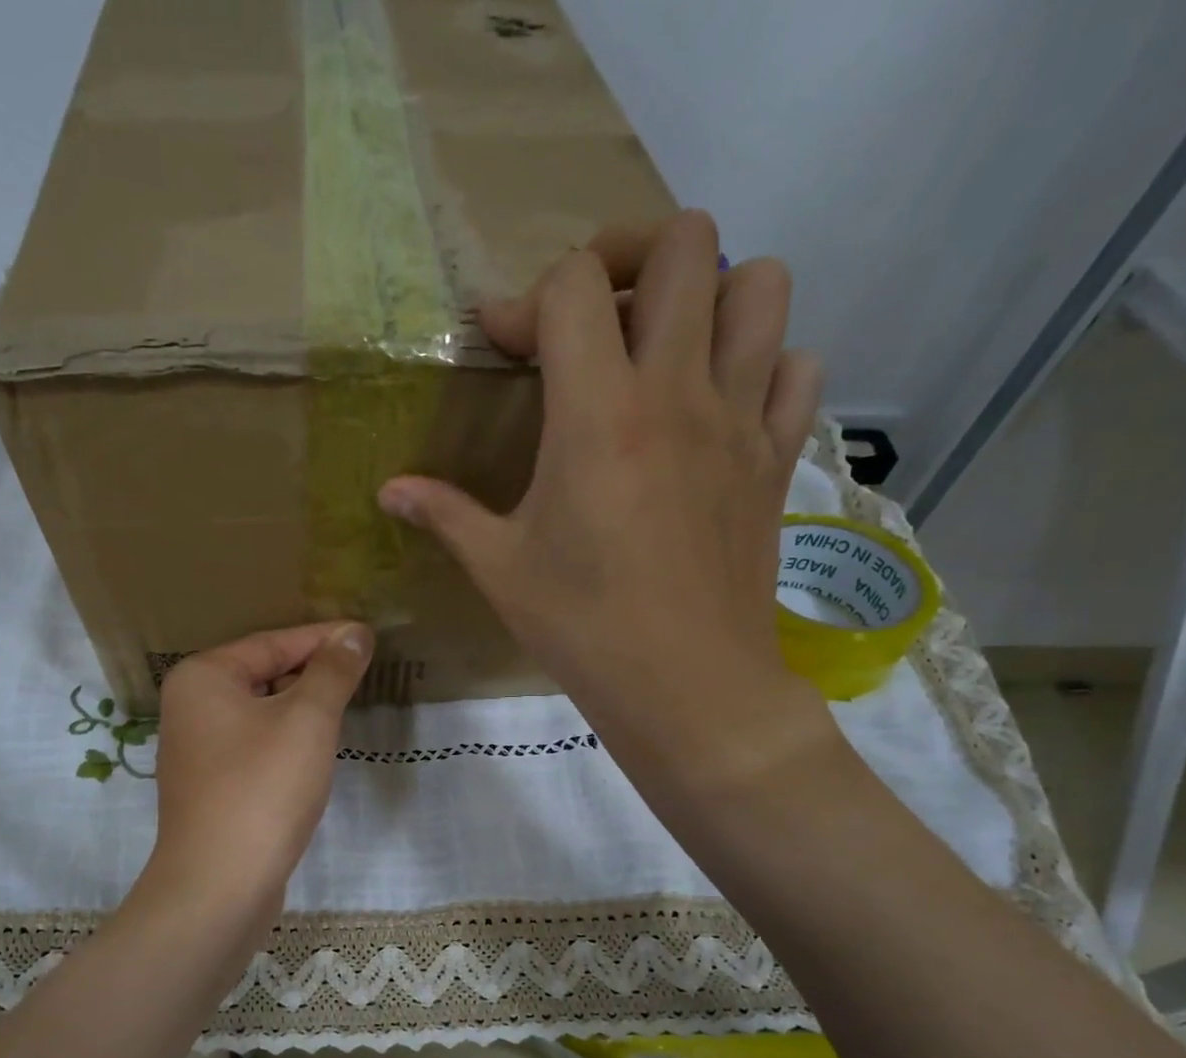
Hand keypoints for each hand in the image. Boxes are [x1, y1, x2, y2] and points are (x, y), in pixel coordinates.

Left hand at [144, 622, 372, 932]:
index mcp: (203, 677)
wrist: (220, 884)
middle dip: (314, 672)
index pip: (273, 642)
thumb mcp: (308, 720)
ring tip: (347, 702)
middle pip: (264, 673)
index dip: (325, 638)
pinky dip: (287, 739)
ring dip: (303, 707)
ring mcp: (198, 748)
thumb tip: (354, 633)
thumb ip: (332, 671)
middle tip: (363, 670)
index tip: (368, 636)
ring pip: (261, 711)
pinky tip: (315, 748)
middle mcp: (191, 705)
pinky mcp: (211, 785)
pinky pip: (256, 744)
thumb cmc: (263, 789)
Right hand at [378, 211, 833, 792]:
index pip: (572, 286)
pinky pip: (796, 368)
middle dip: (628, 255)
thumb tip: (389, 490)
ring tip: (666, 344)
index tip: (502, 343)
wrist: (686, 686)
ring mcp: (740, 420)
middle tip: (592, 313)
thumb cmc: (583, 627)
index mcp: (598, 414)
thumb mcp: (500, 569)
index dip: (527, 297)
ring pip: (762, 286)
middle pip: (685, 245)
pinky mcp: (776, 457)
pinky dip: (763, 363)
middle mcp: (678, 392)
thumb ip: (444, 515)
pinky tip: (721, 403)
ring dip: (711, 293)